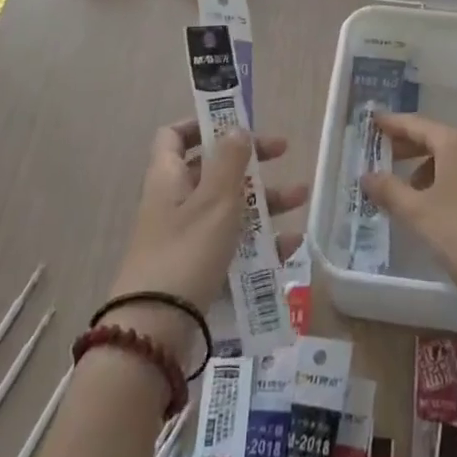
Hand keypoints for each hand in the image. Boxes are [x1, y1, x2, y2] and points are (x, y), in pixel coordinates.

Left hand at [107, 121, 306, 352]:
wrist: (155, 332)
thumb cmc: (186, 251)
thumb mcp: (215, 199)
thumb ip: (230, 160)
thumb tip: (236, 127)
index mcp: (169, 177)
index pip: (175, 136)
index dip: (203, 124)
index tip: (237, 124)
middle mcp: (174, 203)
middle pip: (212, 170)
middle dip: (250, 162)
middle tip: (283, 154)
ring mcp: (184, 239)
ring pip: (228, 208)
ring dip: (264, 200)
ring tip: (301, 199)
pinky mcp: (197, 271)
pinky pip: (232, 246)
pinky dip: (260, 242)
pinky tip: (291, 245)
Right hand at [361, 112, 456, 319]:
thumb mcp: (418, 214)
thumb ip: (389, 190)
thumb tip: (367, 176)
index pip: (418, 125)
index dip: (394, 124)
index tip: (375, 121)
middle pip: (442, 140)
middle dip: (414, 149)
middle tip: (389, 158)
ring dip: (437, 170)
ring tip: (418, 195)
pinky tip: (452, 211)